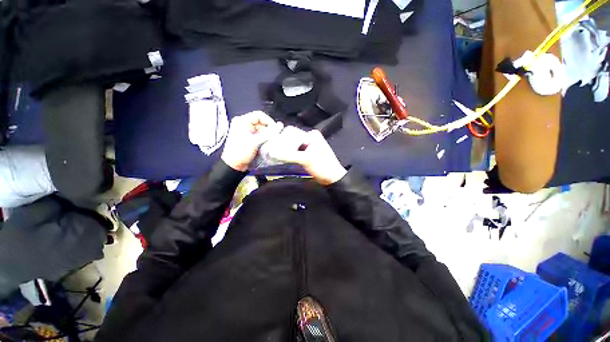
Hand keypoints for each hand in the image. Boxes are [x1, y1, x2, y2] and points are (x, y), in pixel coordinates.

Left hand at [221, 111, 282, 171]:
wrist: (233, 165)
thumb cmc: (242, 151)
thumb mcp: (255, 141)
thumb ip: (269, 133)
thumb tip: (281, 125)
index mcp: (242, 121)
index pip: (259, 115)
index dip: (269, 121)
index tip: (275, 130)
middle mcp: (243, 123)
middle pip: (260, 122)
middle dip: (268, 129)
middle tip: (272, 138)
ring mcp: (245, 131)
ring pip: (260, 129)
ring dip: (266, 135)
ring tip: (269, 142)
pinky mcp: (247, 138)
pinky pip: (258, 135)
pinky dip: (263, 138)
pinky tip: (265, 144)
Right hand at [266, 127, 346, 185]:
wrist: (332, 178)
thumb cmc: (323, 167)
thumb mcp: (306, 160)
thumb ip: (289, 155)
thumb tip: (272, 152)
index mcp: (311, 135)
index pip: (291, 132)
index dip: (281, 139)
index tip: (272, 148)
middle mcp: (309, 137)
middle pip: (290, 137)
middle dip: (281, 144)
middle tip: (272, 152)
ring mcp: (308, 145)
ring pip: (291, 144)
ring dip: (284, 149)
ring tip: (276, 156)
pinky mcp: (306, 153)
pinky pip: (294, 151)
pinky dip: (288, 154)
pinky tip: (282, 159)